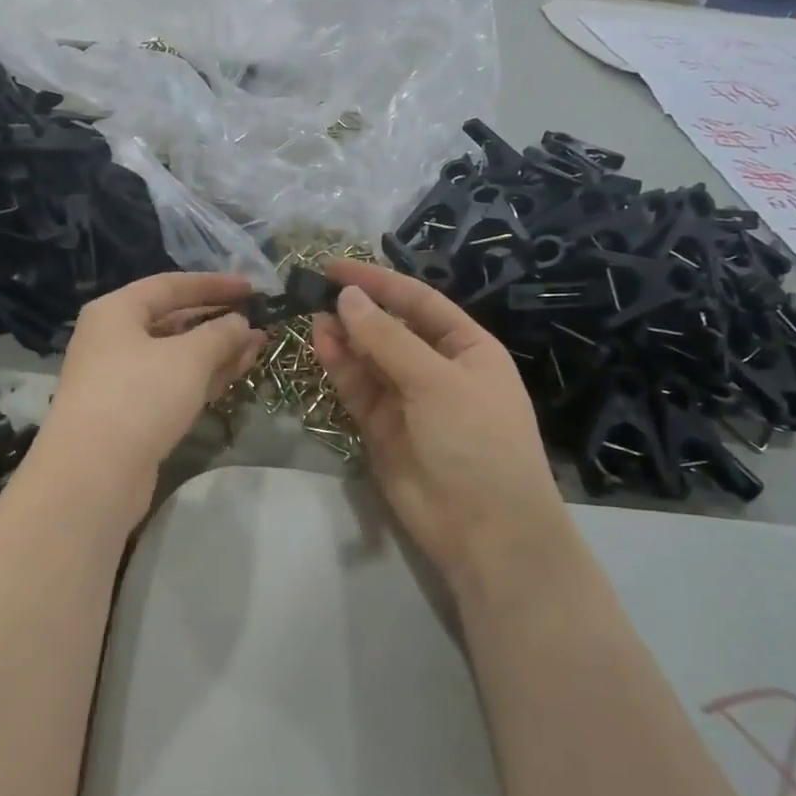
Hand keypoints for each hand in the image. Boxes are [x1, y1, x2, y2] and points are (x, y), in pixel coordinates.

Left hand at [38, 273, 264, 492]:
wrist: (94, 474)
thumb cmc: (140, 396)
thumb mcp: (189, 357)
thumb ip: (220, 334)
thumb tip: (240, 322)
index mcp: (116, 311)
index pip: (170, 285)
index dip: (213, 284)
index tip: (251, 287)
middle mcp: (113, 339)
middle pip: (172, 321)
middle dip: (218, 322)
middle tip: (259, 322)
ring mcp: (119, 379)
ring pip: (176, 356)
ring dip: (216, 351)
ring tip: (257, 347)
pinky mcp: (130, 413)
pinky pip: (172, 384)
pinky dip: (203, 377)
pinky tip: (235, 374)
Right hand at [310, 261, 573, 596]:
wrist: (483, 528)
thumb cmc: (475, 440)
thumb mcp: (436, 381)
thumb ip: (387, 339)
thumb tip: (347, 297)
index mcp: (467, 349)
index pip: (420, 302)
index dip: (380, 282)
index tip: (336, 267)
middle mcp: (437, 369)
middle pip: (391, 329)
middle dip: (357, 310)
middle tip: (313, 291)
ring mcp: (408, 400)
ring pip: (369, 359)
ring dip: (344, 337)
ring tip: (312, 316)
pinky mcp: (382, 428)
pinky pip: (358, 389)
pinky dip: (340, 368)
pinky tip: (321, 345)